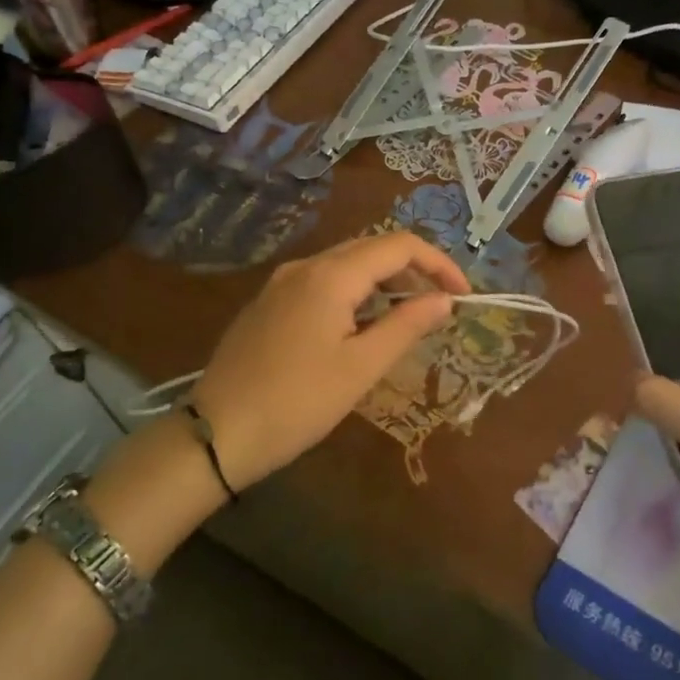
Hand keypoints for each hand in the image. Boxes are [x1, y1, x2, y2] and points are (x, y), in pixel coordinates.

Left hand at [190, 233, 471, 490]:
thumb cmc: (297, 402)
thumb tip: (444, 300)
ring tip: (406, 319)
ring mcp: (281, 282)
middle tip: (439, 307)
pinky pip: (322, 282)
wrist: (216, 433)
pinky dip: (354, 294)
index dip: (438, 264)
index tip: (463, 295)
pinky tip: (360, 327)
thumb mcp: (361, 367)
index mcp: (330, 275)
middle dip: (412, 271)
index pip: (398, 246)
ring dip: (383, 283)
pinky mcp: (269, 303)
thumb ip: (407, 326)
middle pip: (371, 249)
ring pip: (345, 265)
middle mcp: (305, 266)